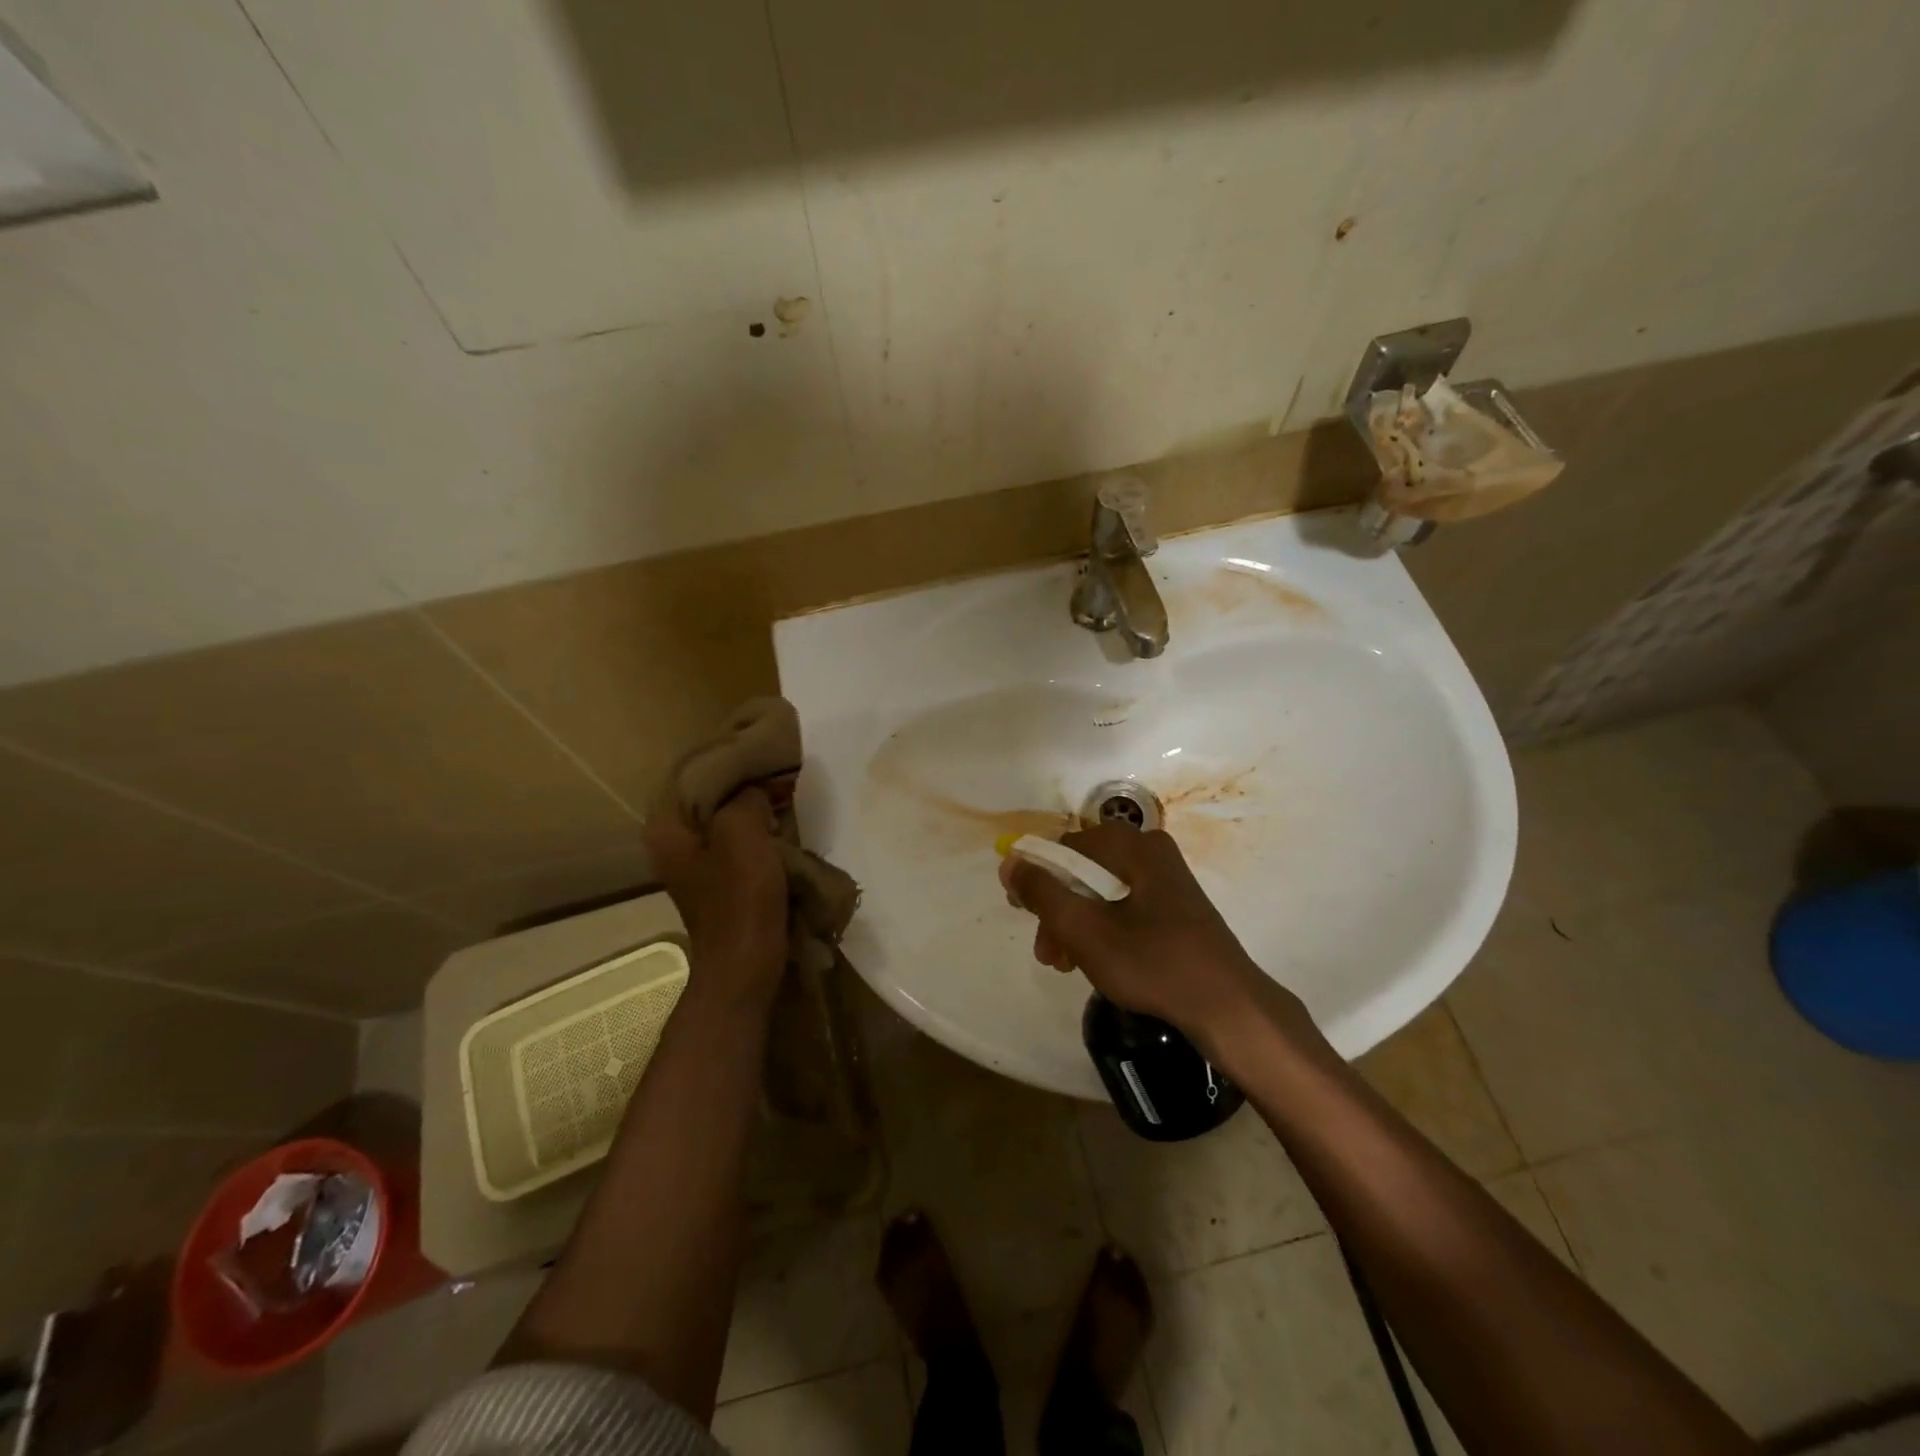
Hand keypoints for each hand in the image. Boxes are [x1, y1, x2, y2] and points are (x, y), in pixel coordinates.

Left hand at [647, 786, 788, 1000]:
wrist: (746, 967)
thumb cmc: (739, 899)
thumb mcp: (741, 833)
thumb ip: (745, 799)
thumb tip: (756, 793)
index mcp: (667, 831)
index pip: (696, 777)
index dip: (731, 766)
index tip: (766, 758)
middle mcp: (674, 846)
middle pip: (712, 801)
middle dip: (747, 790)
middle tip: (781, 780)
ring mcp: (698, 868)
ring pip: (730, 825)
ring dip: (758, 816)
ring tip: (787, 803)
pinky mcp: (722, 886)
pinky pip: (741, 849)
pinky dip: (762, 840)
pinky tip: (785, 834)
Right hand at [1000, 826, 1308, 1055]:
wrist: (1228, 1007)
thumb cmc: (1153, 963)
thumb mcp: (1085, 930)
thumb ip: (1042, 892)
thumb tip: (1011, 860)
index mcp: (1134, 846)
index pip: (1066, 846)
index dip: (1037, 876)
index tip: (1021, 913)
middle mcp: (1151, 851)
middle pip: (1084, 870)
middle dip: (1057, 909)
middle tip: (1047, 953)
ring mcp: (1166, 880)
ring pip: (1102, 891)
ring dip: (1076, 923)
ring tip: (1066, 965)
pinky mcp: (1175, 907)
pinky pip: (1124, 905)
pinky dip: (1102, 928)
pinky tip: (1095, 961)